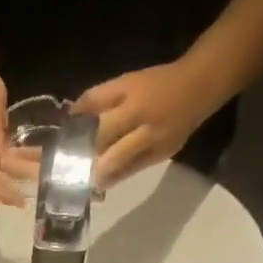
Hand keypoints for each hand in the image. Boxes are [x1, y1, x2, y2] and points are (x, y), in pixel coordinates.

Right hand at [74, 61, 226, 186]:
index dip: (100, 170)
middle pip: (102, 131)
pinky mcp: (122, 78)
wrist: (195, 82)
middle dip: (86, 150)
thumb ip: (130, 167)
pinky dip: (80, 107)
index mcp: (152, 133)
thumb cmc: (178, 124)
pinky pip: (94, 93)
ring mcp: (128, 91)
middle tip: (74, 164)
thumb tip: (101, 183)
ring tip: (67, 142)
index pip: (119, 154)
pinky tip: (71, 120)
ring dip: (77, 127)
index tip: (88, 182)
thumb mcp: (161, 151)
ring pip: (94, 109)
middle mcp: (138, 110)